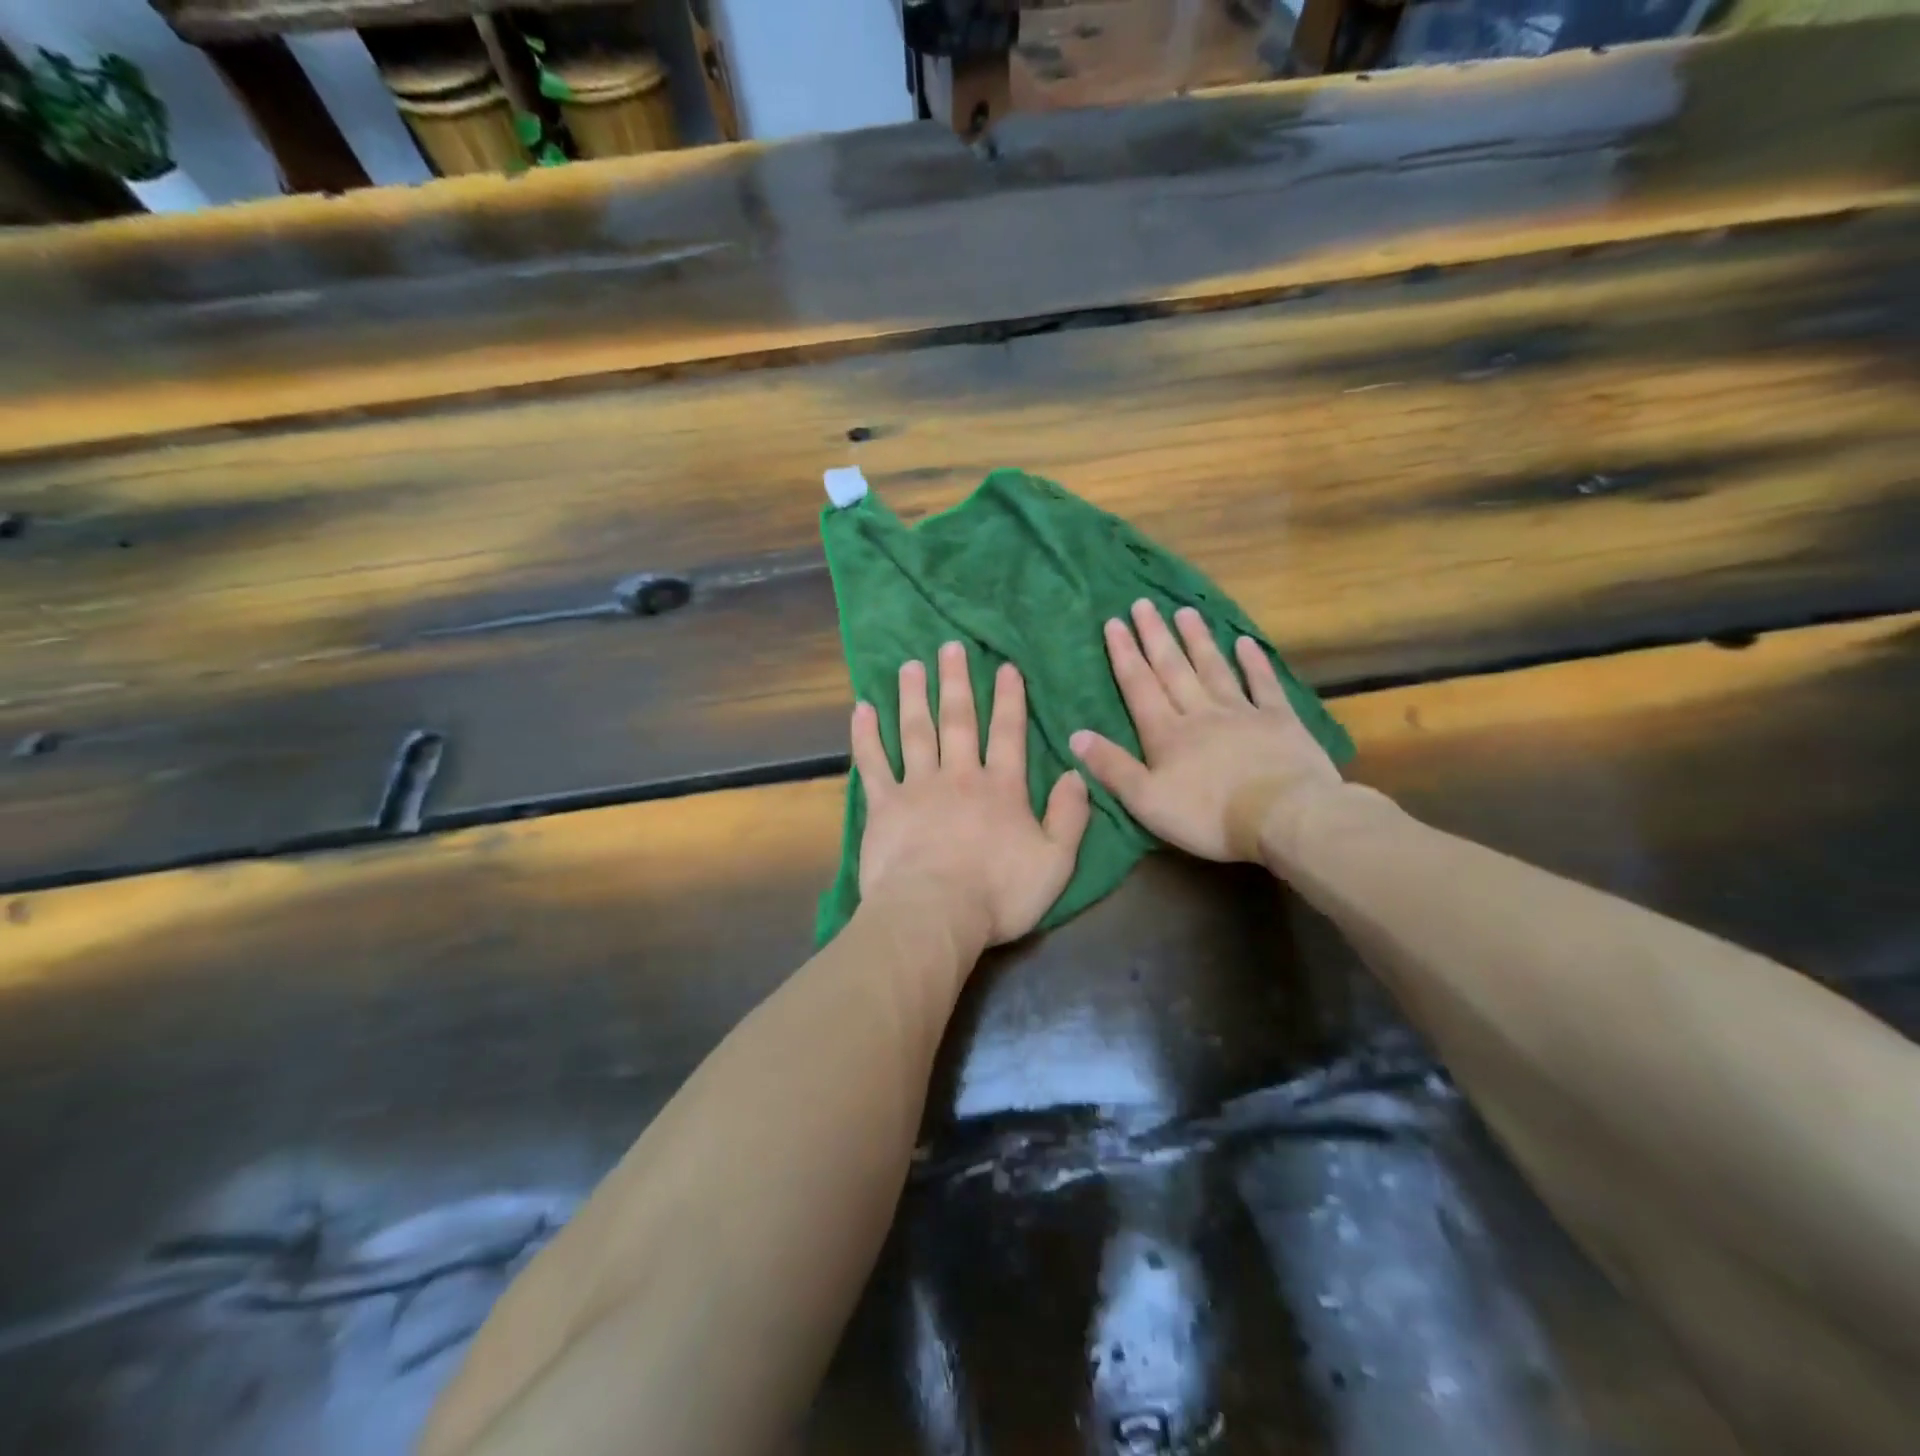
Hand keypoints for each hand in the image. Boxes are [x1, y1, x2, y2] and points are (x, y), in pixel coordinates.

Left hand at [853, 641, 1091, 956]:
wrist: (933, 915)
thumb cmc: (998, 894)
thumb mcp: (1055, 862)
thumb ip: (1069, 816)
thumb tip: (1076, 773)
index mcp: (1001, 788)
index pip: (1008, 733)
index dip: (1009, 699)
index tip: (1004, 667)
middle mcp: (959, 776)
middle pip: (958, 720)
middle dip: (956, 682)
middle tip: (950, 647)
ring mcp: (918, 787)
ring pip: (916, 731)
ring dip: (914, 696)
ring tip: (911, 666)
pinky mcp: (883, 806)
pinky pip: (873, 763)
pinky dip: (866, 735)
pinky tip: (862, 709)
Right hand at [1071, 600, 1343, 863]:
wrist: (1283, 817)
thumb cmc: (1208, 815)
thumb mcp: (1147, 801)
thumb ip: (1112, 767)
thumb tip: (1075, 735)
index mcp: (1166, 734)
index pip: (1139, 687)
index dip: (1125, 655)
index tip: (1114, 623)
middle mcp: (1200, 713)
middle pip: (1173, 669)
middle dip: (1155, 636)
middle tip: (1143, 604)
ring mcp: (1242, 713)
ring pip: (1213, 669)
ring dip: (1197, 640)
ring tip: (1184, 611)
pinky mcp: (1279, 721)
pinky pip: (1264, 685)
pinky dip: (1253, 662)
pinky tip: (1245, 642)